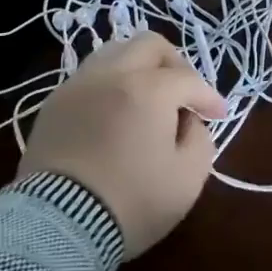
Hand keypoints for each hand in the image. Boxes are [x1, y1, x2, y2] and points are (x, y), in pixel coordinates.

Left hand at [19, 33, 227, 257]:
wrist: (58, 225)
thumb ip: (199, 139)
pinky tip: (116, 112)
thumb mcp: (188, 179)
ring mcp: (77, 86)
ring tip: (148, 97)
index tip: (218, 115)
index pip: (188, 79)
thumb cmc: (132, 202)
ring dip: (138, 67)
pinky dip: (110, 84)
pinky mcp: (53, 104)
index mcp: (147, 89)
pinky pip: (89, 77)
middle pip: (148, 46)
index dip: (209, 96)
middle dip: (174, 64)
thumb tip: (188, 121)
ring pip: (113, 52)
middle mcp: (111, 75)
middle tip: (184, 92)